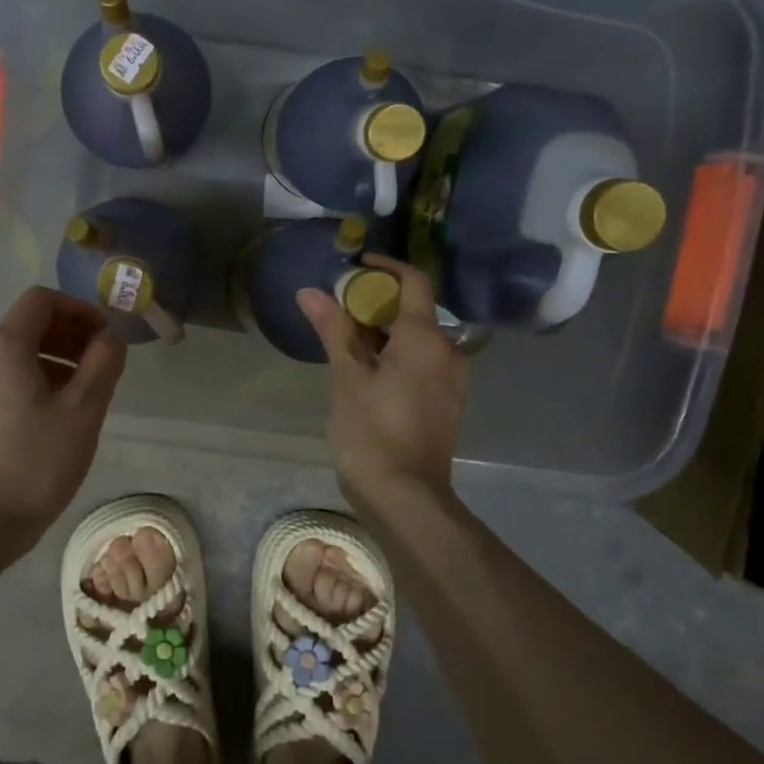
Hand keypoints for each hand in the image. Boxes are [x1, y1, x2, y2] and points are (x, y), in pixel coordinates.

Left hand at [0, 287, 126, 545]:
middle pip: (30, 326)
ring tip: (88, 395)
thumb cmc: (33, 463)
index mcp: (3, 346)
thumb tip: (110, 336)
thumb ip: (103, 363)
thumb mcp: (82, 410)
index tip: (107, 337)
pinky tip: (60, 418)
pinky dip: (40, 384)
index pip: (41, 300)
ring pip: (20, 357)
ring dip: (59, 362)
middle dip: (72, 336)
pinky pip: (9, 382)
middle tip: (104, 365)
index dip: (80, 309)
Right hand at [297, 255, 467, 509]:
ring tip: (347, 342)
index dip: (386, 267)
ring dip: (386, 331)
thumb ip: (334, 330)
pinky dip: (398, 354)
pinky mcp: (448, 401)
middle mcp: (448, 351)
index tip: (356, 266)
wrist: (406, 497)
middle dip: (378, 303)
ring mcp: (452, 379)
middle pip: (415, 310)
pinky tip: (368, 372)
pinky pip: (424, 362)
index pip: (414, 281)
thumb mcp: (347, 378)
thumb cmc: (372, 432)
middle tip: (340, 310)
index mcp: (426, 338)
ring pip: (419, 338)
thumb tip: (311, 292)